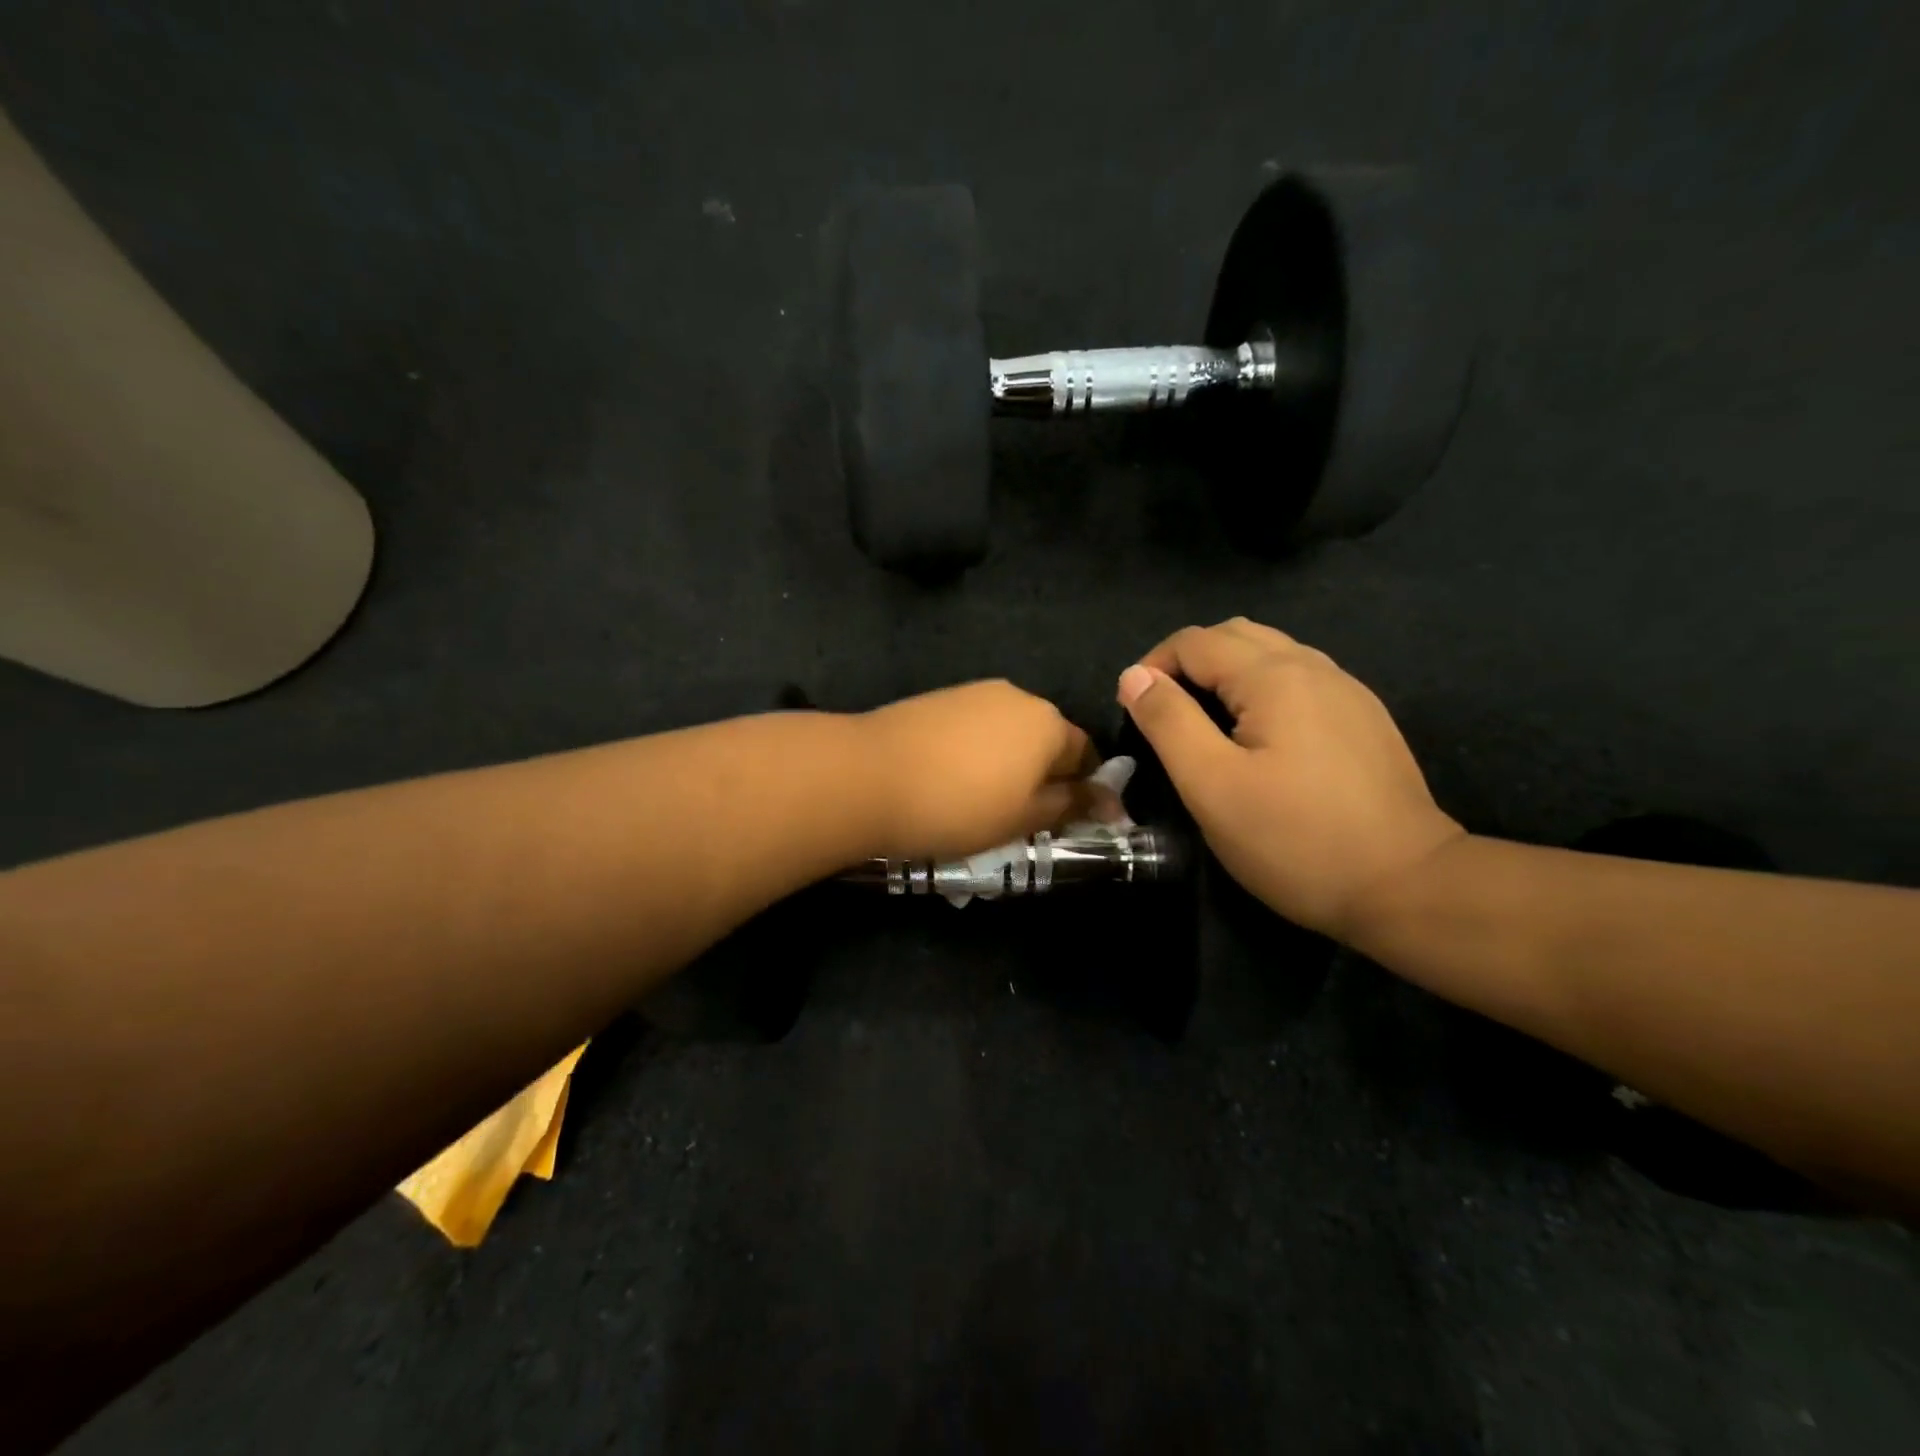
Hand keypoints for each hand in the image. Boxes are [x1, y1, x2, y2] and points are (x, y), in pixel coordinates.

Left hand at [856, 680, 1097, 860]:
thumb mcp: (1023, 819)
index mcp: (1049, 722)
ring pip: (1007, 733)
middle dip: (1043, 775)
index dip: (1085, 790)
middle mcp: (1017, 696)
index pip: (1086, 754)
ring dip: (1008, 763)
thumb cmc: (959, 806)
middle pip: (1046, 739)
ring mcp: (973, 692)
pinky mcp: (938, 698)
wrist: (867, 776)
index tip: (1071, 823)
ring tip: (982, 801)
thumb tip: (1109, 800)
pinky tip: (951, 779)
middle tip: (1024, 818)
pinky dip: (975, 752)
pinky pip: (973, 728)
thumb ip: (1070, 805)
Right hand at [1117, 618, 1463, 938]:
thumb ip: (1169, 722)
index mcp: (1273, 676)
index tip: (1132, 709)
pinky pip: (1299, 678)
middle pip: (1235, 635)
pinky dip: (1260, 687)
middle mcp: (1314, 667)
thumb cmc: (1293, 839)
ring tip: (1204, 719)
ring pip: (1271, 653)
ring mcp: (1346, 691)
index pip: (1196, 641)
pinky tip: (1258, 734)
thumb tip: (1135, 676)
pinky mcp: (1363, 718)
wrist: (1406, 885)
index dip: (1153, 665)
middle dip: (1188, 660)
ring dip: (1225, 671)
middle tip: (1164, 710)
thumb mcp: (1211, 785)